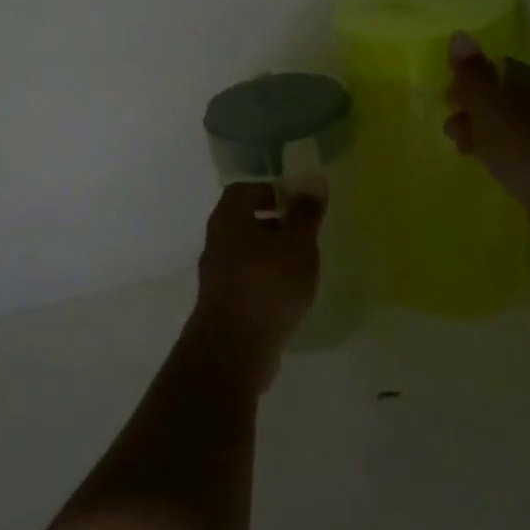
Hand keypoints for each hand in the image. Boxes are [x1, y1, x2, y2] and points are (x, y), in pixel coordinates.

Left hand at [190, 182, 322, 389]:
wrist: (234, 349)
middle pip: (243, 222)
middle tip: (304, 235)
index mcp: (228, 219)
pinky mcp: (221, 306)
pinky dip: (265, 282)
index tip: (296, 204)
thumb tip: (313, 179)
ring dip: (271, 256)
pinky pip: (246, 282)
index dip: (269, 191)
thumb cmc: (268, 285)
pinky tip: (288, 298)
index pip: (243, 191)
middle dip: (274, 225)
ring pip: (245, 254)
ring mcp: (216, 276)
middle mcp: (216, 242)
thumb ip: (305, 213)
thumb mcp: (297, 244)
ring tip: (302, 268)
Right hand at [444, 32, 529, 258]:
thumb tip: (459, 35)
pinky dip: (495, 154)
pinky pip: (513, 151)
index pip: (496, 67)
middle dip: (470, 108)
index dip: (469, 78)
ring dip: (479, 133)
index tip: (448, 99)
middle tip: (452, 128)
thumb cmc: (523, 145)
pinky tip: (486, 166)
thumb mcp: (489, 104)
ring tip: (462, 150)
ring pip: (504, 126)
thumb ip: (472, 72)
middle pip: (499, 96)